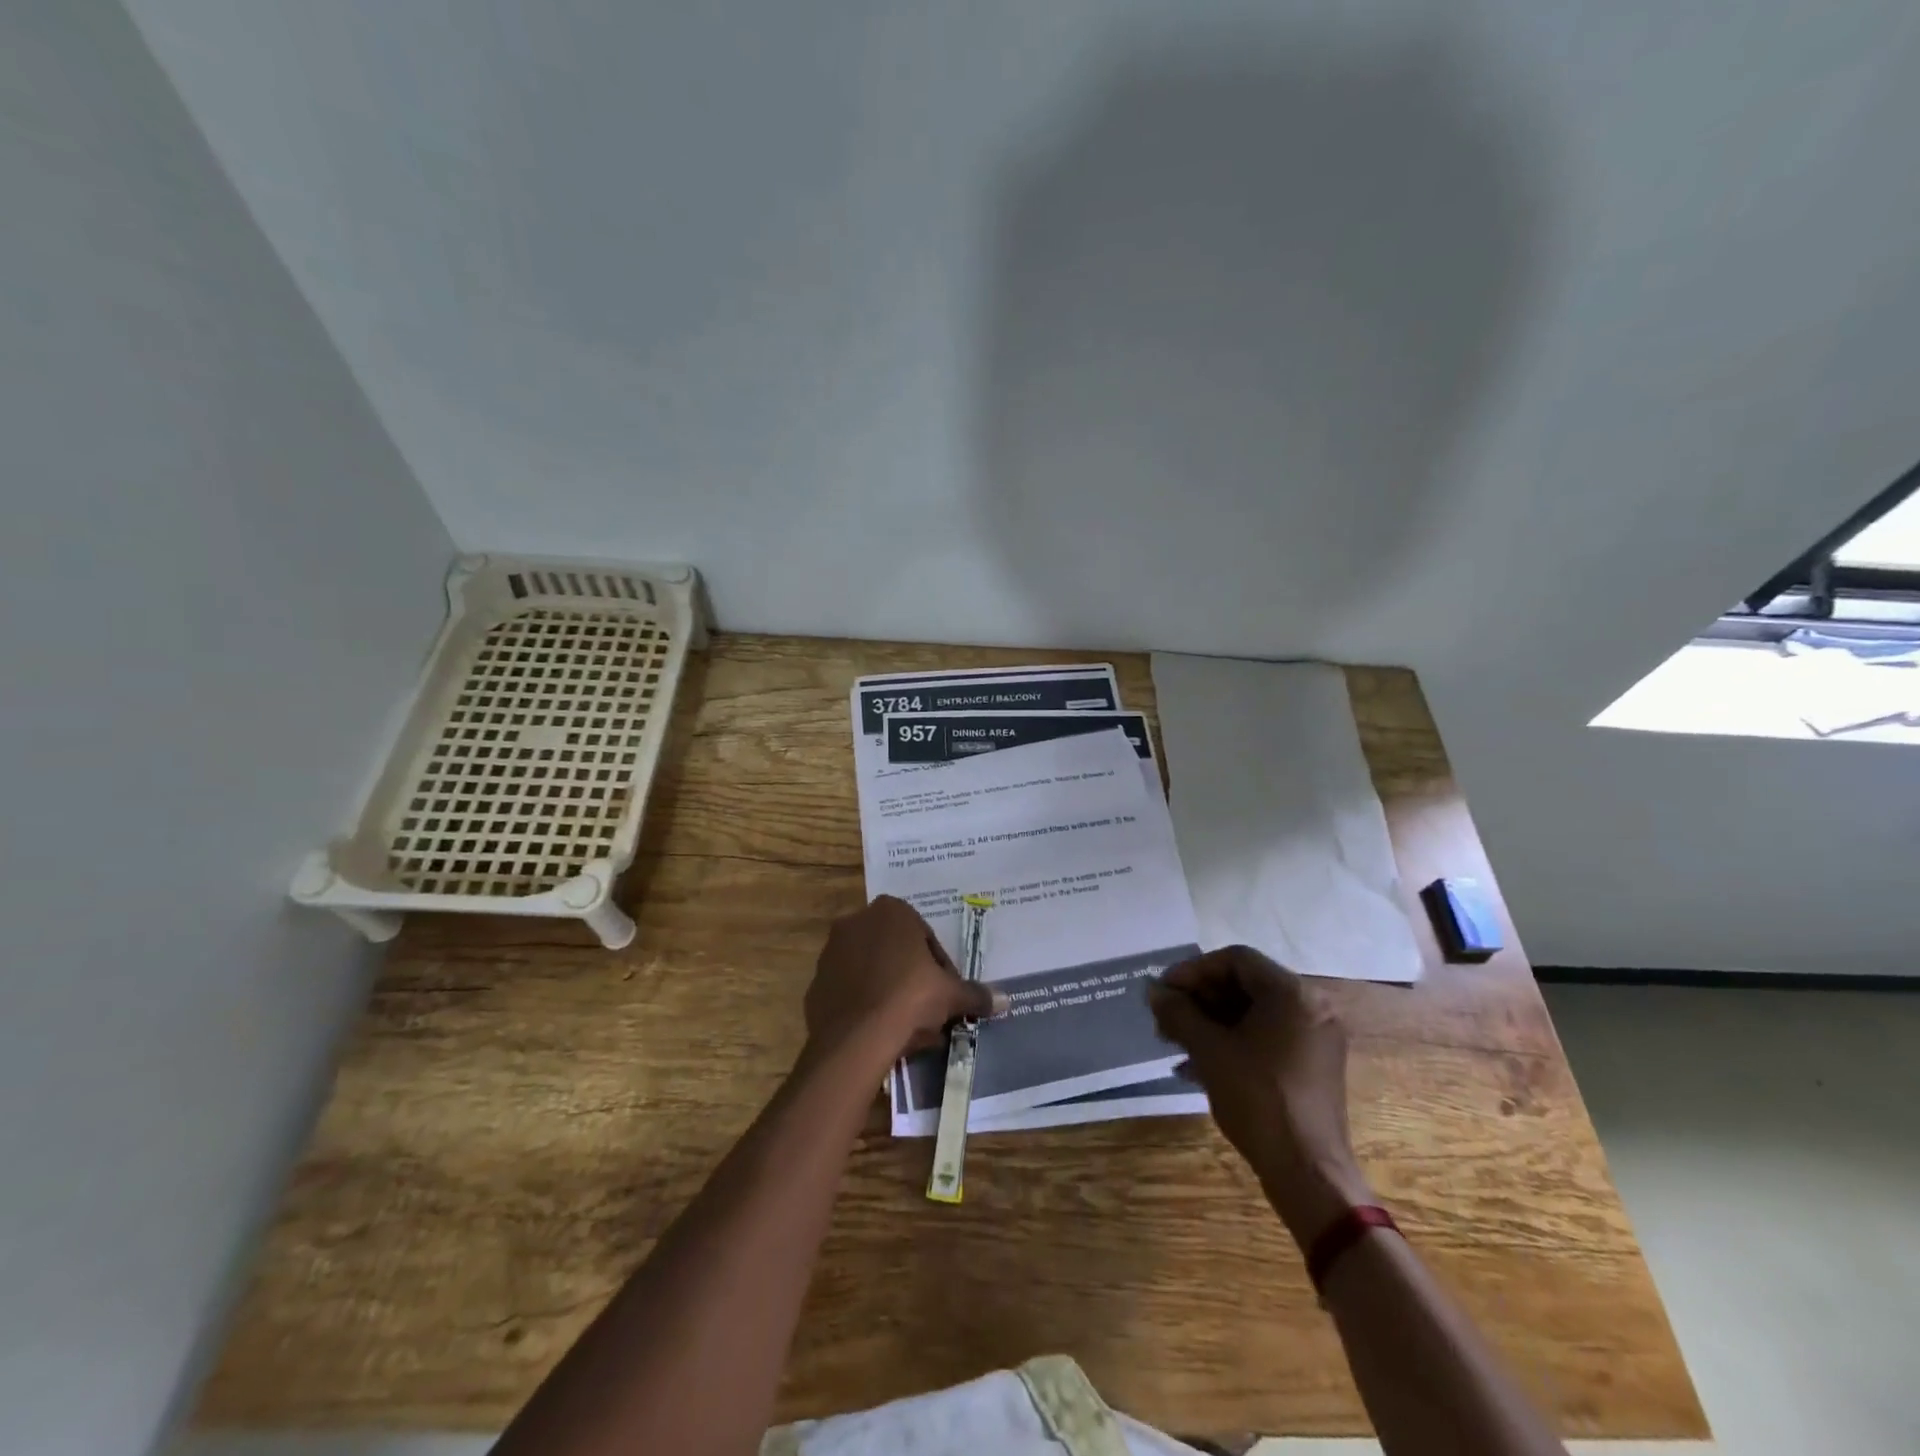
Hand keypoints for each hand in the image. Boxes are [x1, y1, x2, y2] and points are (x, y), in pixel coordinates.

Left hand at [804, 896, 1002, 1067]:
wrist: (855, 1038)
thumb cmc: (910, 998)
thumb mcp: (951, 995)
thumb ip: (976, 994)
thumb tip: (1006, 1000)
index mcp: (892, 911)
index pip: (924, 937)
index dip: (940, 967)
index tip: (946, 994)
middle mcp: (857, 922)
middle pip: (896, 952)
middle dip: (912, 979)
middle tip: (928, 1011)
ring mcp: (831, 952)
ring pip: (872, 972)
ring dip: (889, 993)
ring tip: (906, 1028)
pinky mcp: (816, 983)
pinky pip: (849, 993)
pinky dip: (864, 1007)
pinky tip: (879, 1033)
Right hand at [1148, 947, 1374, 1244]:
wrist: (1308, 1173)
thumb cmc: (1258, 1100)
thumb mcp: (1210, 1051)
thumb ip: (1179, 1014)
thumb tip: (1154, 992)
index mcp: (1294, 994)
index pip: (1236, 960)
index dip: (1194, 970)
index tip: (1165, 991)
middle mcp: (1311, 1007)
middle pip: (1245, 985)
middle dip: (1200, 999)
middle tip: (1166, 1017)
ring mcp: (1315, 1037)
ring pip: (1253, 1013)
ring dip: (1211, 1022)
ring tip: (1176, 1042)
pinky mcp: (1312, 1065)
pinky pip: (1267, 1037)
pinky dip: (1233, 1042)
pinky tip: (1198, 1064)